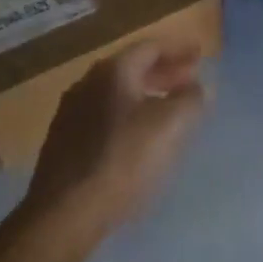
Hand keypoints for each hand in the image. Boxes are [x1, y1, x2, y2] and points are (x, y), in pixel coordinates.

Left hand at [23, 42, 208, 244]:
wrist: (64, 214)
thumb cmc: (124, 160)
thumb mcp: (172, 125)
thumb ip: (191, 99)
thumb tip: (196, 87)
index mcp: (113, 71)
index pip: (151, 47)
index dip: (179, 49)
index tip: (200, 54)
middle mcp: (87, 83)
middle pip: (133, 68)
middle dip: (164, 72)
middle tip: (189, 81)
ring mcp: (70, 113)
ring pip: (117, 93)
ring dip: (146, 94)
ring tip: (168, 108)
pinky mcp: (62, 142)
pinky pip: (103, 115)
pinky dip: (127, 114)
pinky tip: (138, 136)